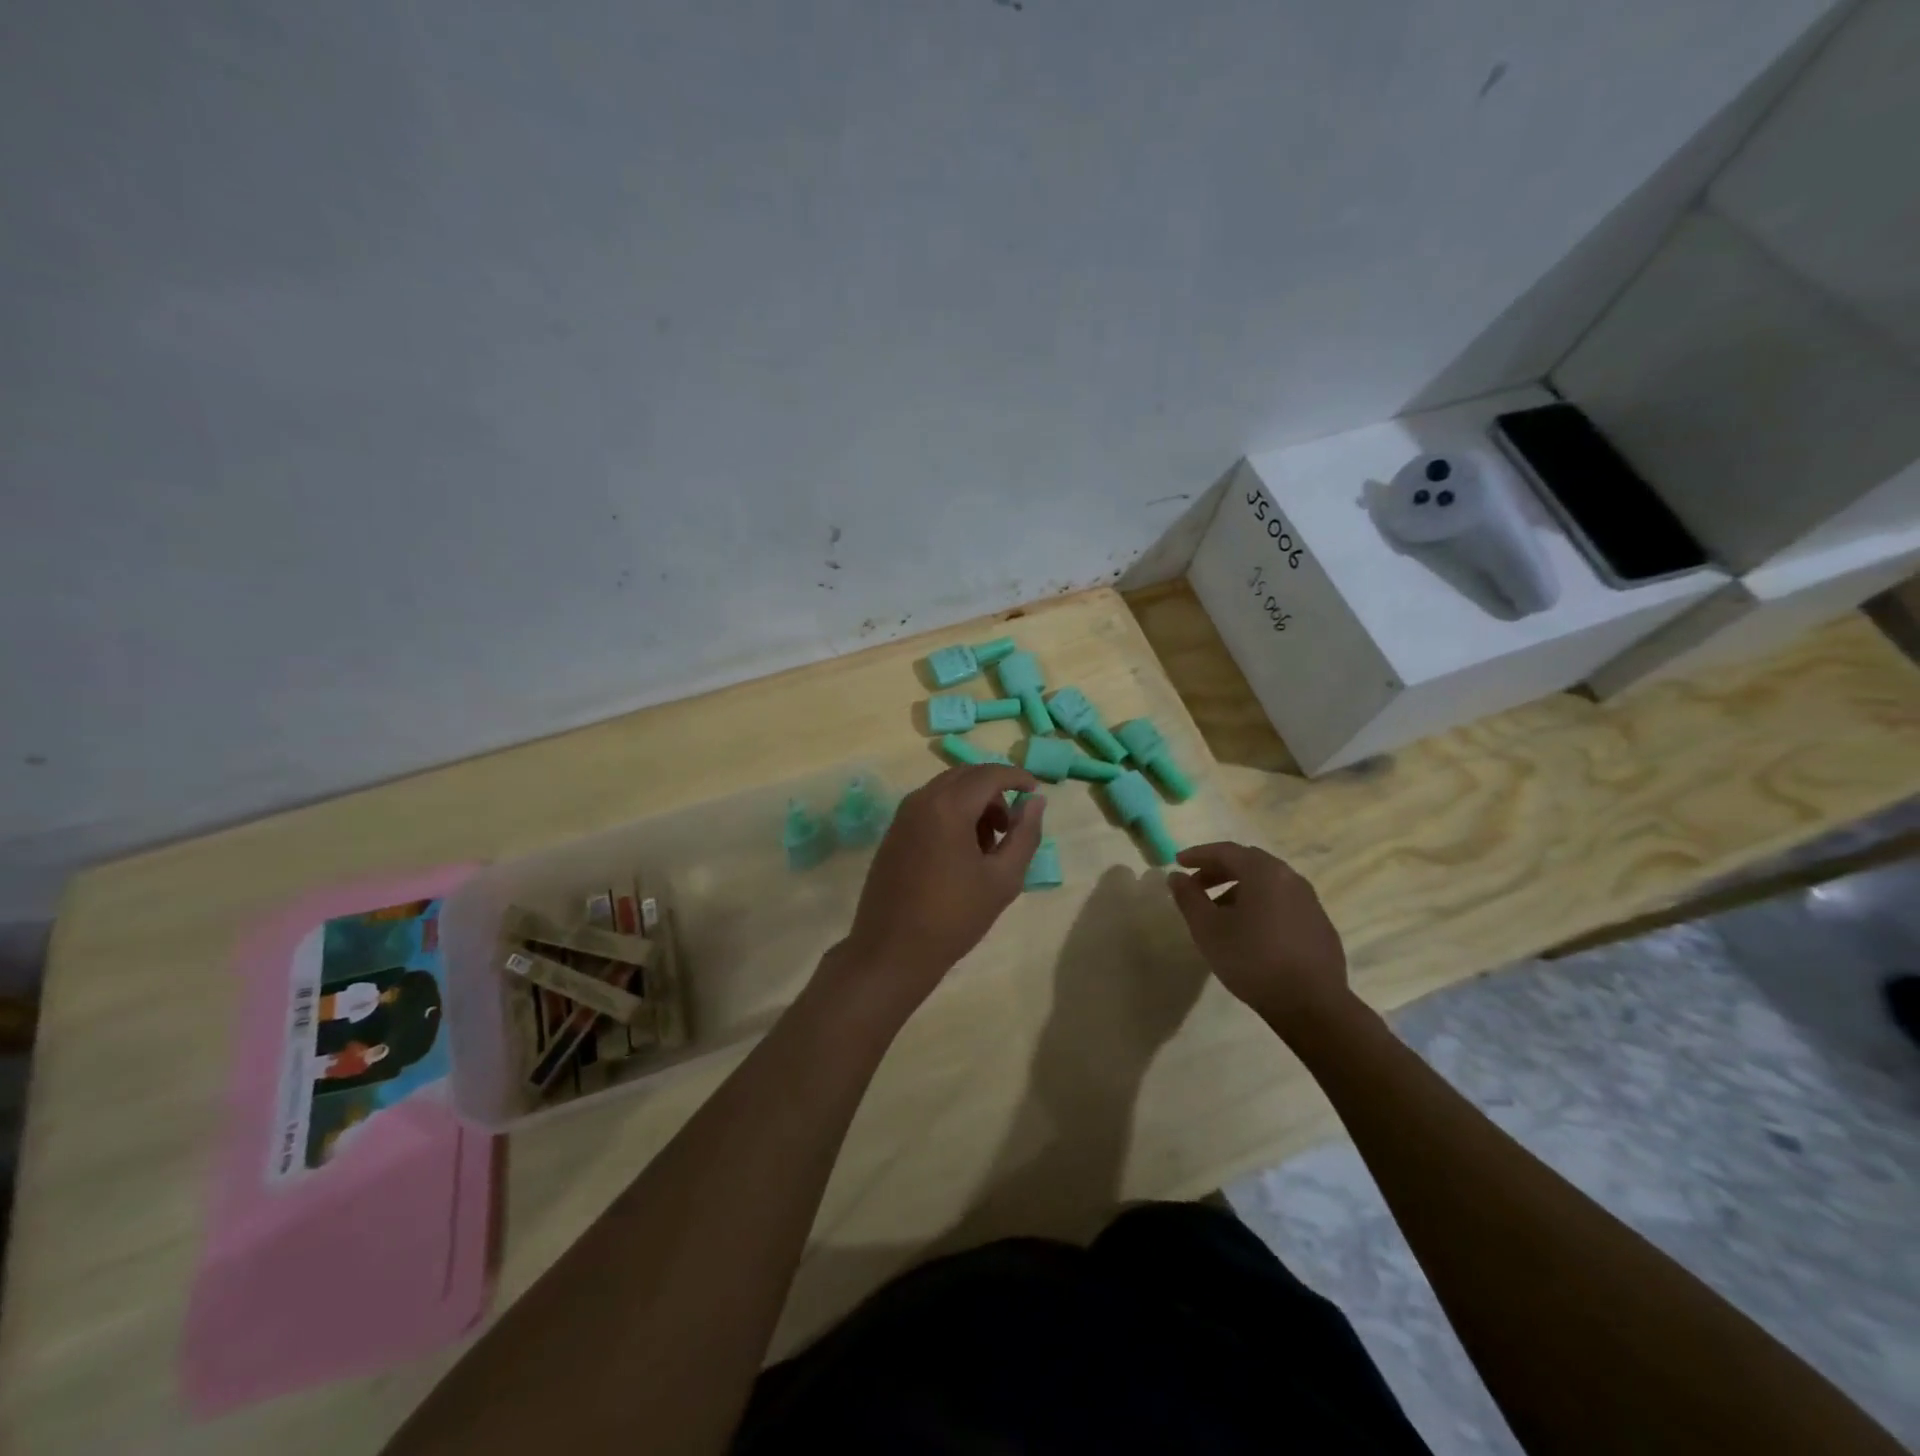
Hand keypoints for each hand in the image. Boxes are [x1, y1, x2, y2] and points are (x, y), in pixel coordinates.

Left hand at [829, 764, 1044, 1025]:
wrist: (892, 951)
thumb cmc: (954, 917)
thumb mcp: (1003, 879)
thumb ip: (1025, 834)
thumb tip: (1036, 801)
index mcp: (948, 806)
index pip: (989, 774)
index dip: (1017, 777)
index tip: (1036, 790)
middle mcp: (921, 800)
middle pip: (966, 776)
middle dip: (994, 791)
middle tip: (1011, 825)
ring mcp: (902, 816)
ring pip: (946, 790)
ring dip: (973, 804)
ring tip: (988, 847)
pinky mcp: (893, 833)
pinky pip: (929, 807)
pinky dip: (952, 815)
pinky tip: (961, 854)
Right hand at [1166, 842, 1351, 1036]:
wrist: (1312, 1005)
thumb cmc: (1252, 959)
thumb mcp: (1208, 929)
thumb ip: (1188, 898)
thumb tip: (1176, 876)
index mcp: (1264, 872)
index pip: (1226, 851)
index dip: (1198, 855)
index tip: (1177, 862)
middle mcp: (1290, 878)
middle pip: (1249, 863)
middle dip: (1218, 870)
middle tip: (1196, 885)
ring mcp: (1310, 901)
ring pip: (1267, 884)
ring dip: (1239, 889)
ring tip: (1219, 913)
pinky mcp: (1320, 925)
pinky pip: (1283, 903)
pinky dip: (1261, 905)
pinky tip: (1250, 932)